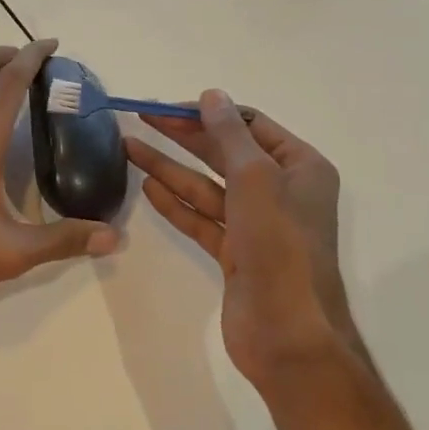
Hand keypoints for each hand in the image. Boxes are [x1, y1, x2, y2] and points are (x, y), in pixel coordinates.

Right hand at [124, 92, 362, 387]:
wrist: (287, 333)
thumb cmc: (279, 245)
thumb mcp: (255, 178)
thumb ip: (229, 134)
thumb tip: (211, 95)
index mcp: (300, 167)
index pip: (250, 125)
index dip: (209, 113)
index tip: (169, 108)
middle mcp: (281, 191)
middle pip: (225, 153)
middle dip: (184, 136)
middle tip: (141, 119)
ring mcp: (257, 225)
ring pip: (207, 187)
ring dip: (170, 168)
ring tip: (128, 147)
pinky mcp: (235, 254)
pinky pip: (202, 219)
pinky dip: (176, 203)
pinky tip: (147, 186)